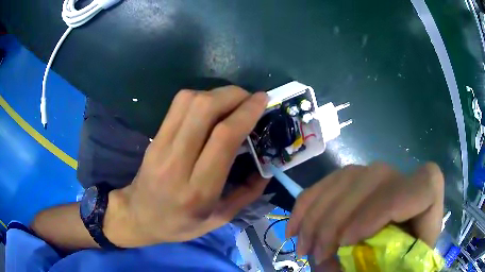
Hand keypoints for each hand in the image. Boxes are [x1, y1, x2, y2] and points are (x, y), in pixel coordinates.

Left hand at [112, 86, 268, 246]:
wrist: (140, 216)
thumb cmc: (181, 223)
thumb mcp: (220, 218)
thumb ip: (248, 193)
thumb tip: (268, 165)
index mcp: (199, 190)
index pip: (224, 137)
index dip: (246, 112)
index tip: (262, 100)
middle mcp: (177, 163)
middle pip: (204, 109)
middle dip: (233, 95)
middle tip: (250, 99)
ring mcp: (161, 146)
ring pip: (189, 101)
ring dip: (216, 93)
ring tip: (233, 101)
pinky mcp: (154, 138)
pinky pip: (177, 105)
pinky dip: (200, 97)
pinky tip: (211, 107)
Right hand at [285, 162, 443, 267]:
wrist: (386, 263)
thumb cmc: (394, 268)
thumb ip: (369, 270)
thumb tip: (328, 264)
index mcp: (428, 208)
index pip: (424, 184)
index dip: (385, 207)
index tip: (348, 241)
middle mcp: (407, 185)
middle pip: (377, 177)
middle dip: (339, 219)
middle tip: (317, 255)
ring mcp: (381, 180)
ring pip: (348, 176)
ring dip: (317, 215)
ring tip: (303, 248)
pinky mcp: (357, 183)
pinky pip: (329, 182)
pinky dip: (307, 205)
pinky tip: (294, 229)